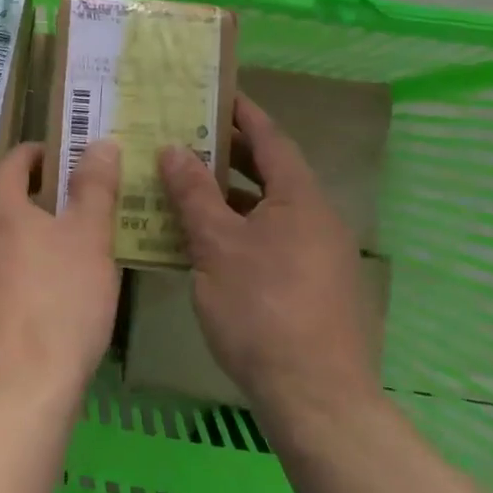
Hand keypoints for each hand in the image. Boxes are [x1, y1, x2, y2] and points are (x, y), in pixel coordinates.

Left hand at [0, 140, 121, 409]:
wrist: (17, 390)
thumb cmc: (60, 302)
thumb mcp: (91, 238)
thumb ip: (95, 186)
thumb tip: (99, 143)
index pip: (13, 160)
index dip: (40, 153)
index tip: (68, 158)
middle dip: (32, 193)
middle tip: (71, 203)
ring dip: (21, 232)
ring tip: (60, 248)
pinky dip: (11, 267)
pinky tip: (38, 294)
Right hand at [159, 95, 379, 426]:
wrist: (317, 400)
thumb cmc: (262, 309)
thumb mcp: (216, 245)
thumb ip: (193, 193)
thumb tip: (174, 148)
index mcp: (300, 199)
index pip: (270, 138)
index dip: (242, 113)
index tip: (213, 92)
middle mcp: (317, 219)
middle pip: (269, 173)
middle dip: (228, 153)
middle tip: (185, 136)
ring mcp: (318, 256)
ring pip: (267, 210)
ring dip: (228, 196)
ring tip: (184, 186)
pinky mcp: (313, 288)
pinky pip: (271, 240)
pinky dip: (239, 230)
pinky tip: (204, 243)